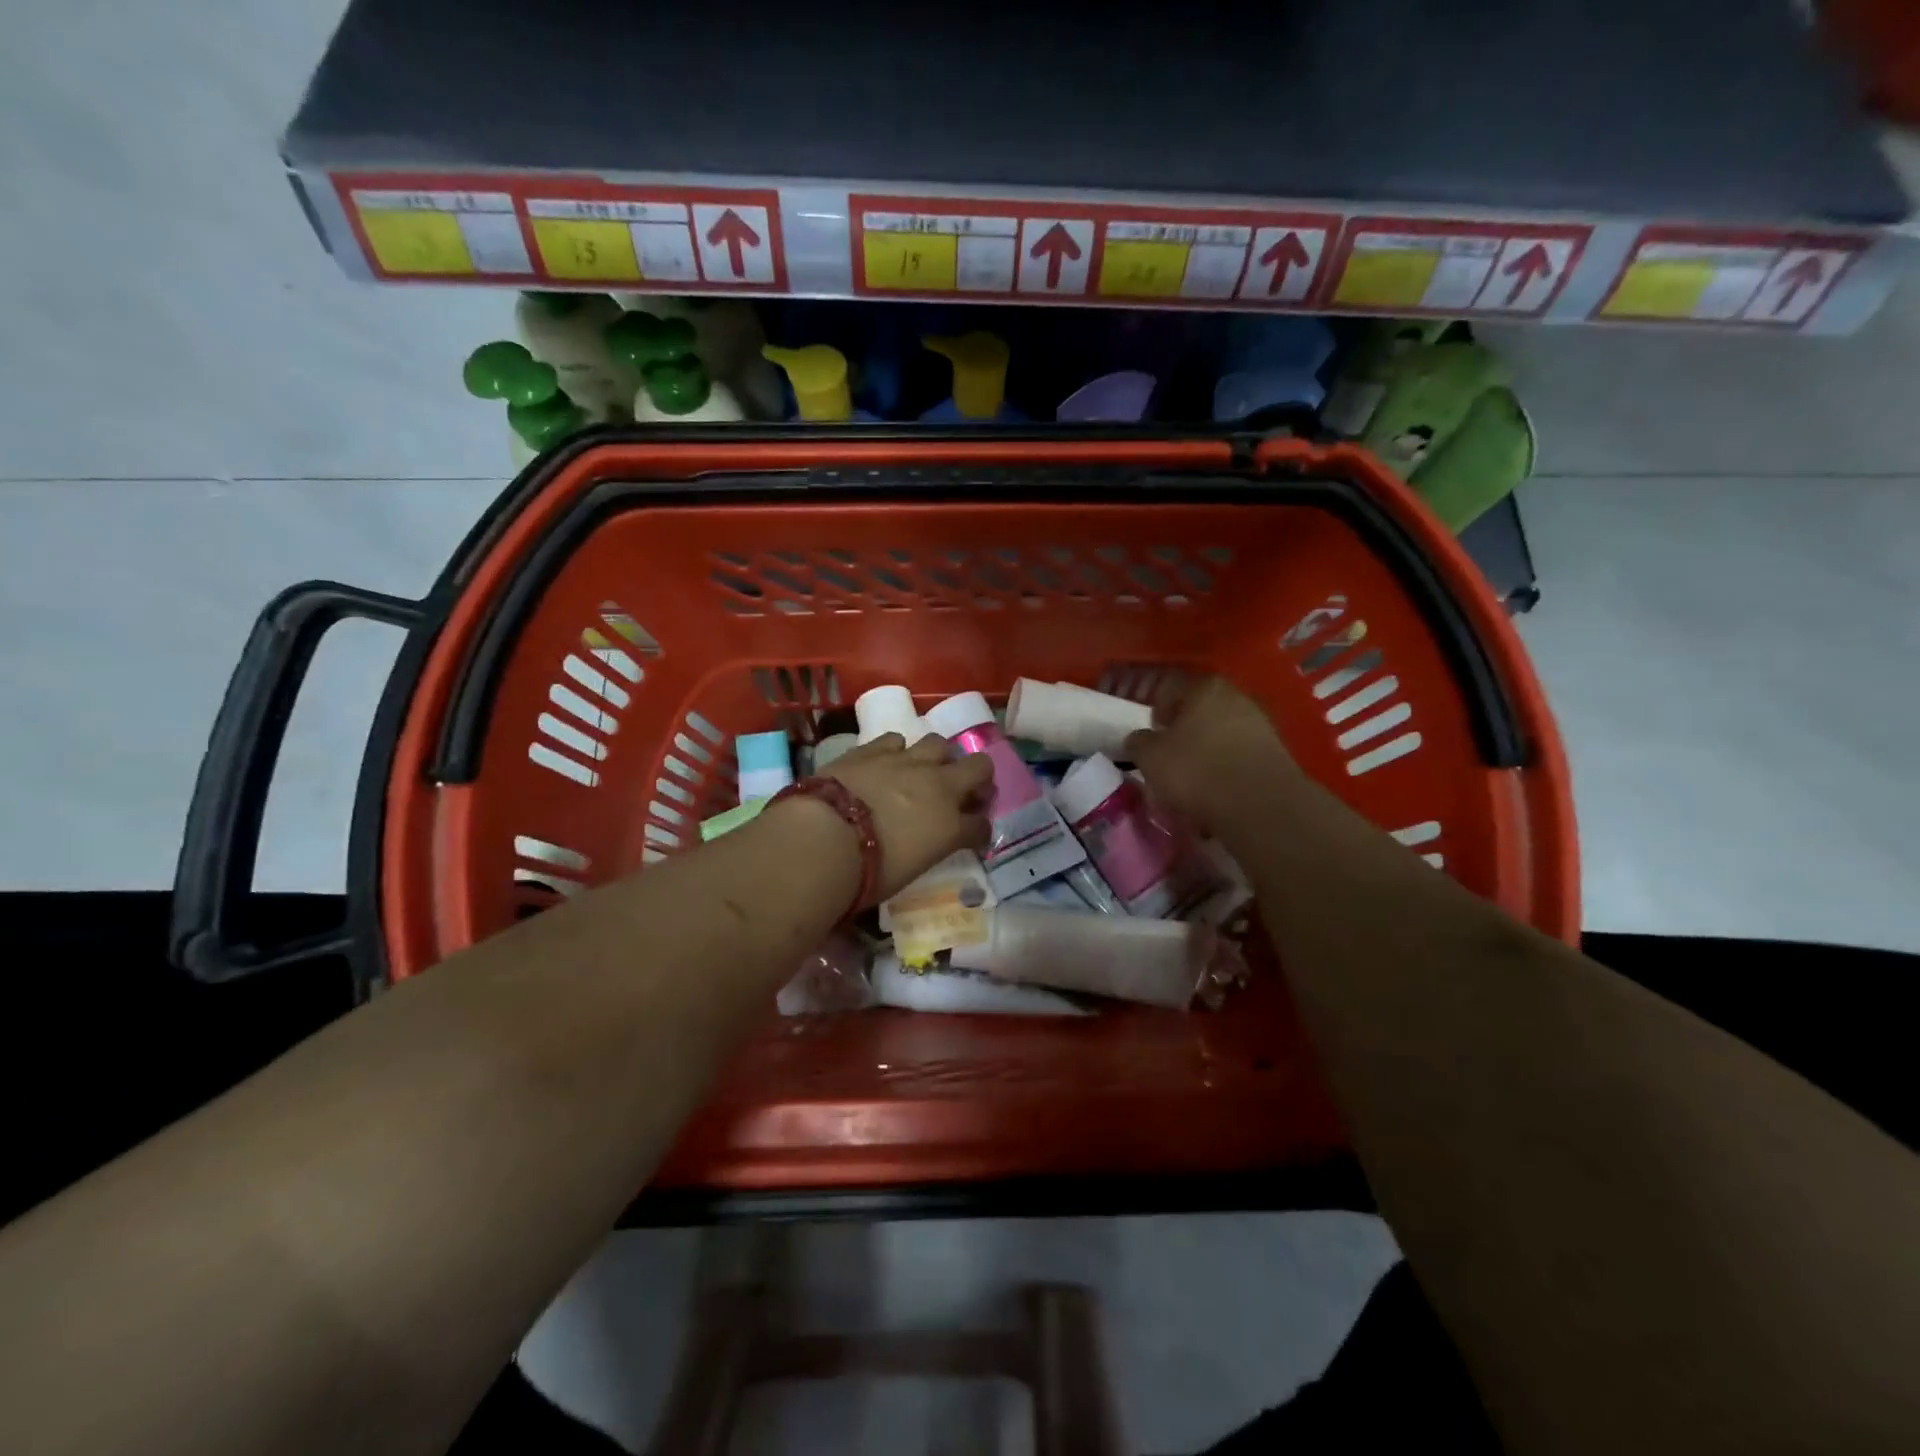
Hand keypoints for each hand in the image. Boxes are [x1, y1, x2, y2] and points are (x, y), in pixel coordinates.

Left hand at [823, 733, 992, 899]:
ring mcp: (906, 762)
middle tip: (961, 790)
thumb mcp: (909, 871)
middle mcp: (937, 786)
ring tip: (923, 770)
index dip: (979, 829)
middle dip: (976, 777)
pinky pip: (895, 740)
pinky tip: (886, 762)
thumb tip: (924, 842)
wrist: (825, 838)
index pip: (981, 826)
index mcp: (951, 827)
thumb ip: (926, 848)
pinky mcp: (873, 749)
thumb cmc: (868, 873)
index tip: (971, 835)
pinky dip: (896, 751)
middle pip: (979, 767)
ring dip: (937, 757)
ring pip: (939, 742)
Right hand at [1124, 675, 1295, 835]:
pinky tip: (1217, 789)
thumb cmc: (1196, 770)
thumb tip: (1139, 739)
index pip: (1172, 686)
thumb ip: (1139, 742)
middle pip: (1201, 708)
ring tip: (1193, 777)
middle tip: (1170, 752)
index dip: (1157, 706)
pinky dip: (1227, 766)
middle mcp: (1237, 696)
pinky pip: (1240, 754)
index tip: (1152, 730)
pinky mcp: (1276, 752)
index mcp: (1204, 687)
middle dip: (1184, 728)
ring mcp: (1261, 723)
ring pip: (1222, 732)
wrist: (1260, 805)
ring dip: (1207, 748)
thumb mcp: (1150, 757)